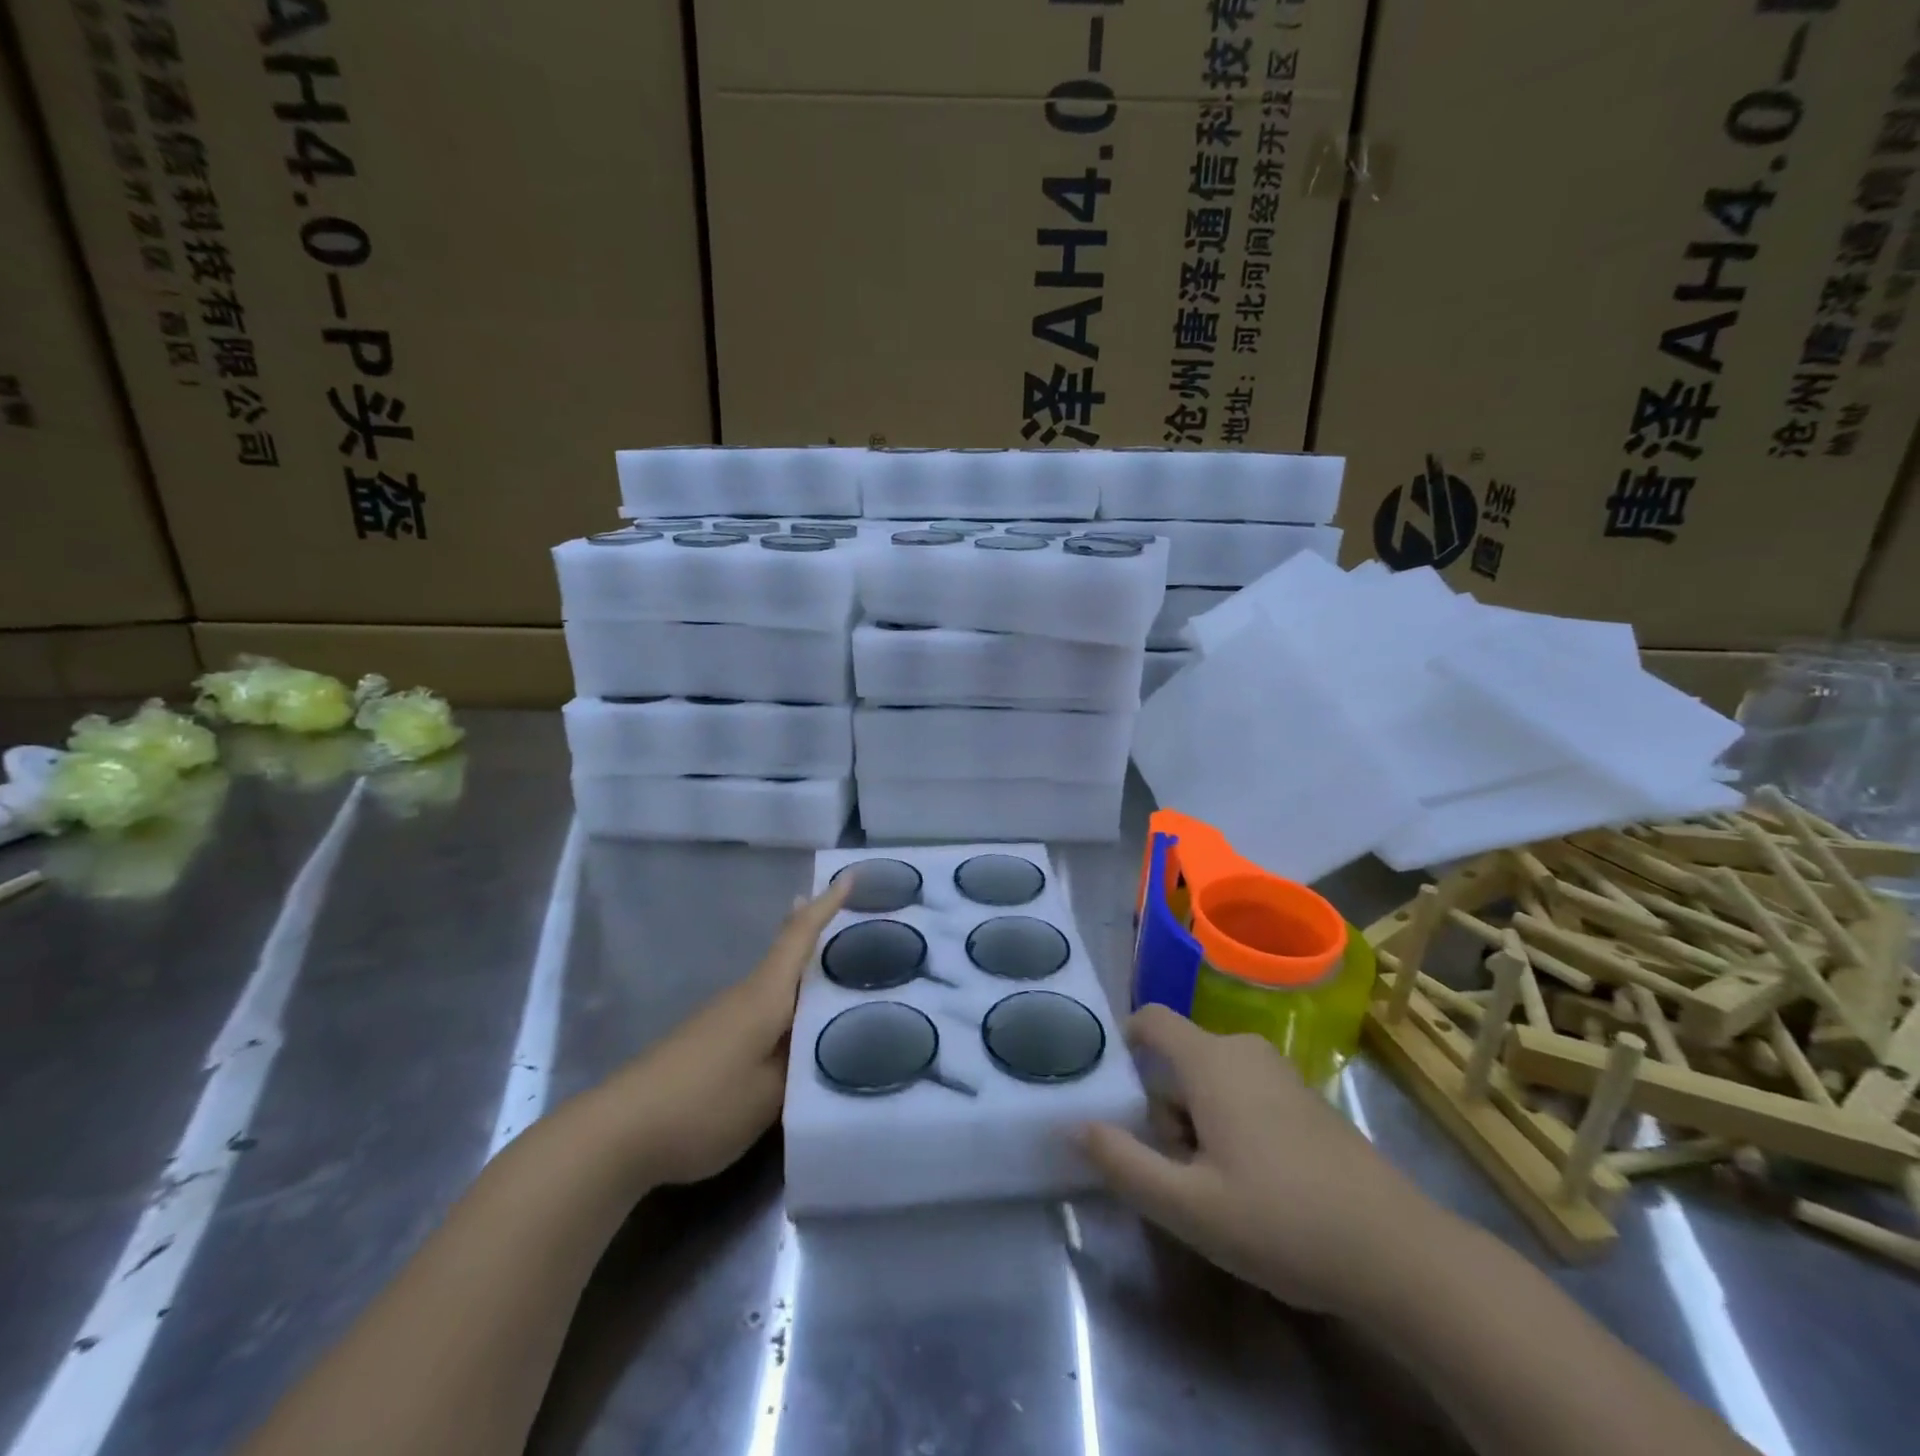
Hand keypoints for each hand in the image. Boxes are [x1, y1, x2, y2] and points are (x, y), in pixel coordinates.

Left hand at [600, 877, 850, 1185]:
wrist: (617, 1133)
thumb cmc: (704, 1104)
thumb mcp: (769, 1095)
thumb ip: (800, 1066)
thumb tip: (819, 1042)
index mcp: (765, 997)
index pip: (799, 938)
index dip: (825, 906)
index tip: (849, 875)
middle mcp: (744, 996)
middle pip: (787, 955)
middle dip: (818, 935)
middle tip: (856, 925)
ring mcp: (721, 1017)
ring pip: (774, 986)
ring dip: (803, 977)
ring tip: (839, 983)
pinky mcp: (707, 1041)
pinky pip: (759, 1010)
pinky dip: (784, 1007)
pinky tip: (794, 1032)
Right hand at [1081, 1005, 1444, 1316]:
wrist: (1399, 1253)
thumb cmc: (1281, 1221)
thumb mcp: (1187, 1206)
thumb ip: (1123, 1162)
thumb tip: (1072, 1124)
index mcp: (1210, 1061)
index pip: (1152, 1019)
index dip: (1123, 1040)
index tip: (1111, 1088)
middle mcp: (1243, 1051)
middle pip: (1179, 1059)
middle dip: (1163, 1107)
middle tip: (1174, 1170)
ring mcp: (1280, 1074)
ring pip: (1212, 1080)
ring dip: (1197, 1121)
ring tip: (1214, 1185)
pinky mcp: (1307, 1099)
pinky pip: (1245, 1092)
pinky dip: (1231, 1123)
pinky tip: (1254, 1185)